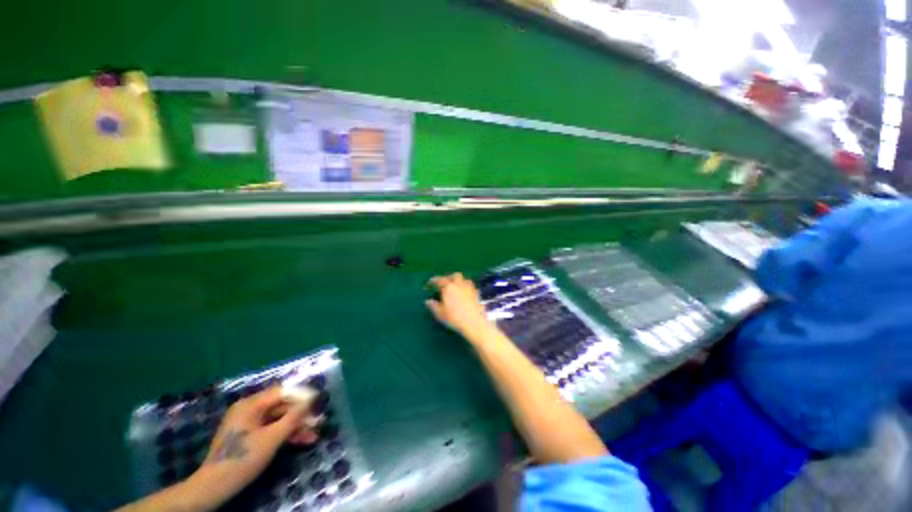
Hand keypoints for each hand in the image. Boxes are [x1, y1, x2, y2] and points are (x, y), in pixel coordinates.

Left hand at [183, 387, 316, 509]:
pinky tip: (301, 441)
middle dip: (300, 415)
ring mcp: (248, 423)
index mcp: (251, 404)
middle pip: (281, 407)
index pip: (282, 392)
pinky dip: (285, 434)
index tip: (318, 401)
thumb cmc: (243, 458)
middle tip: (317, 422)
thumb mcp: (272, 438)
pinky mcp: (248, 436)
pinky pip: (271, 429)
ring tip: (313, 435)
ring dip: (295, 427)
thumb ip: (293, 417)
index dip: (301, 395)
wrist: (215, 486)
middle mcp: (249, 409)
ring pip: (278, 420)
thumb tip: (311, 399)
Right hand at [426, 273, 494, 339]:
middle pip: (453, 276)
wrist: (475, 322)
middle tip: (444, 284)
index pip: (439, 280)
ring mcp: (469, 287)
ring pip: (463, 279)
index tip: (430, 283)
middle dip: (448, 278)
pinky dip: (465, 286)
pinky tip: (464, 292)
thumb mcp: (440, 314)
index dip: (433, 281)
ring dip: (457, 280)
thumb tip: (428, 301)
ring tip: (454, 287)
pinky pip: (469, 285)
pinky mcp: (476, 292)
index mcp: (448, 287)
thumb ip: (433, 306)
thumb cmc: (455, 318)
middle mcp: (459, 284)